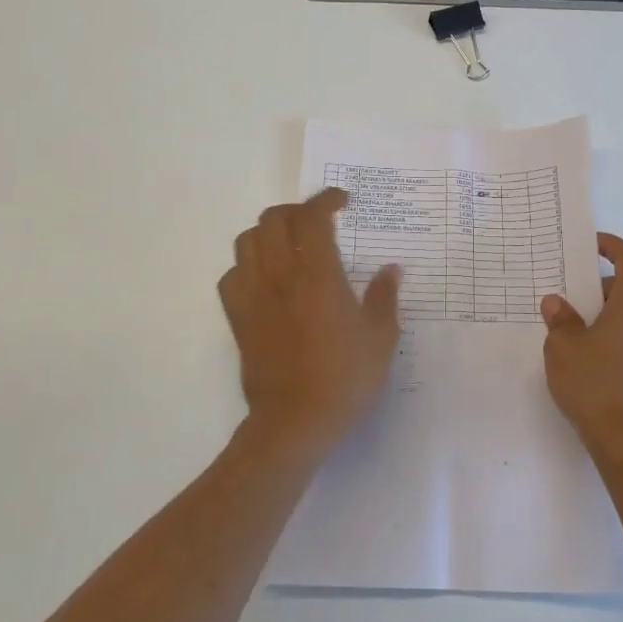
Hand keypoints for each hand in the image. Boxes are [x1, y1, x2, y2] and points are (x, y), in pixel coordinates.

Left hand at [219, 187, 402, 459]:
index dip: (326, 199)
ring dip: (269, 232)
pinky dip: (248, 265)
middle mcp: (280, 276)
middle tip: (317, 222)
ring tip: (290, 244)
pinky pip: (232, 275)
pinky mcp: (237, 318)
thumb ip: (384, 297)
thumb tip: (390, 269)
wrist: (295, 422)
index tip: (342, 201)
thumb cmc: (345, 379)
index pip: (313, 218)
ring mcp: (253, 296)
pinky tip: (265, 278)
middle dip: (296, 211)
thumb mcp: (381, 338)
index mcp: (318, 276)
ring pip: (247, 241)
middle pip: (274, 220)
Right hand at [541, 233, 622, 462]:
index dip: (612, 246)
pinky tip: (598, 365)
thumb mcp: (563, 347)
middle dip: (602, 291)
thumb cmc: (594, 384)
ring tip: (581, 337)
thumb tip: (557, 303)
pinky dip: (622, 343)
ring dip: (612, 319)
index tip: (592, 246)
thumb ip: (560, 319)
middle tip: (572, 304)